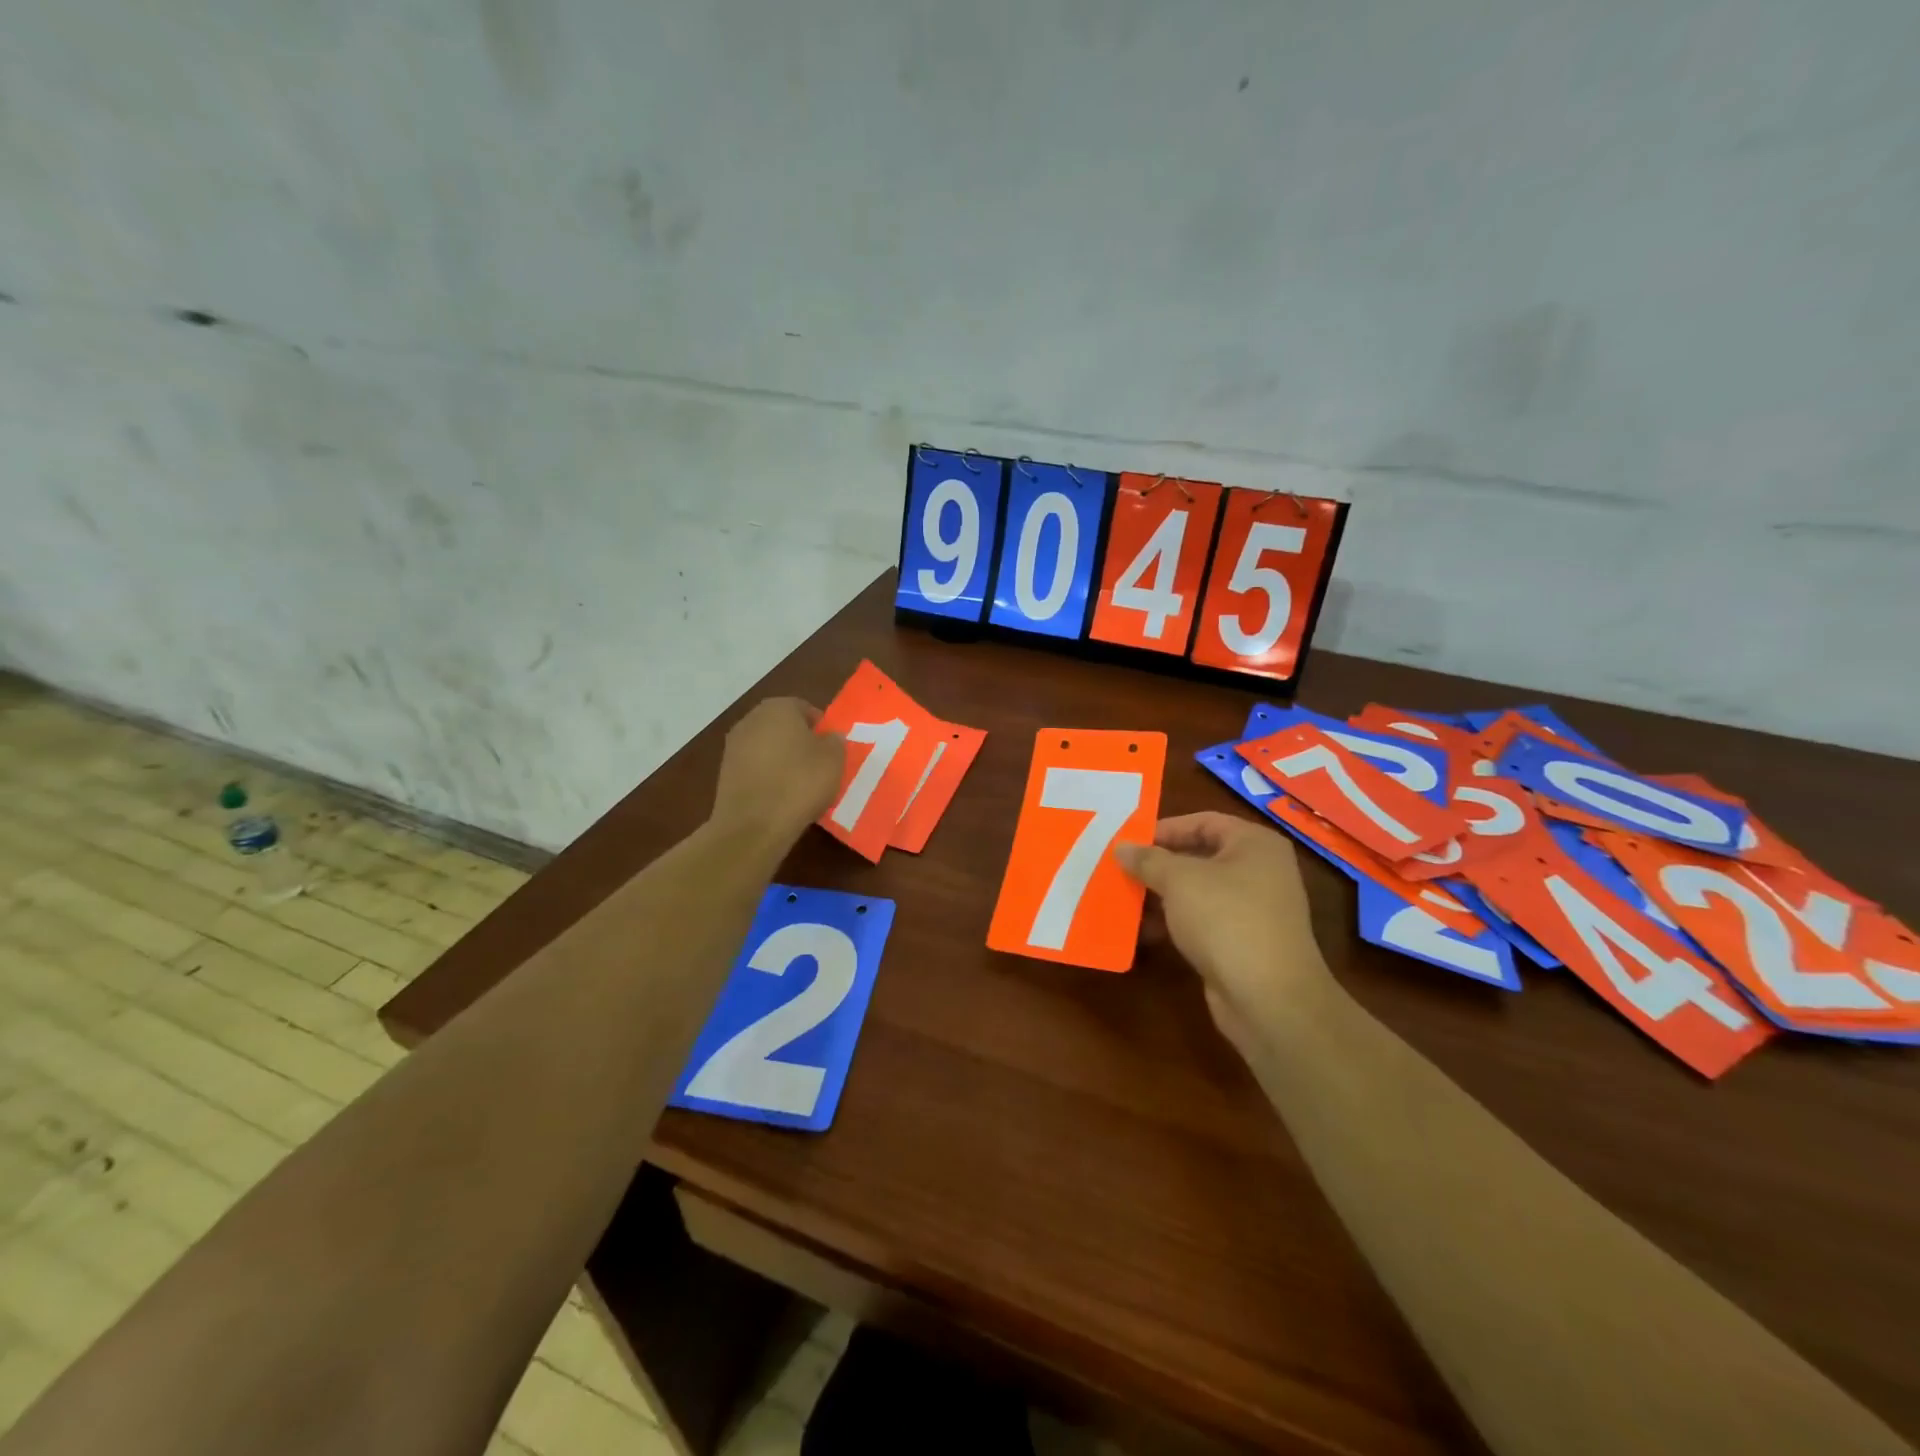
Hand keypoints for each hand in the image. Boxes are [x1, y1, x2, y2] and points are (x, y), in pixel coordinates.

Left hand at [711, 698, 845, 842]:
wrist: (753, 825)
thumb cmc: (800, 783)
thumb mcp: (834, 760)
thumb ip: (835, 741)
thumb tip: (829, 737)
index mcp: (778, 708)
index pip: (804, 708)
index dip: (821, 727)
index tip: (831, 748)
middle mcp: (751, 719)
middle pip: (782, 725)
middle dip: (799, 741)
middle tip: (818, 764)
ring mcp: (733, 746)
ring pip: (767, 746)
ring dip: (782, 759)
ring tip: (800, 783)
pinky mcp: (724, 772)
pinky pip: (754, 767)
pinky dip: (767, 776)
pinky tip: (780, 795)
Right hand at [1116, 812, 1333, 1053]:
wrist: (1269, 998)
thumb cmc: (1226, 919)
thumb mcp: (1179, 880)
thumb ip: (1148, 859)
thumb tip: (1122, 847)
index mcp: (1254, 844)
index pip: (1203, 822)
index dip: (1165, 828)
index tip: (1129, 842)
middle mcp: (1259, 871)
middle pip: (1199, 856)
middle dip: (1158, 864)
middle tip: (1120, 870)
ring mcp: (1253, 909)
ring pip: (1197, 892)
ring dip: (1160, 896)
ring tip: (1123, 900)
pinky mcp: (1242, 943)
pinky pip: (1201, 921)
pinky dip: (1173, 923)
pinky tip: (1143, 932)